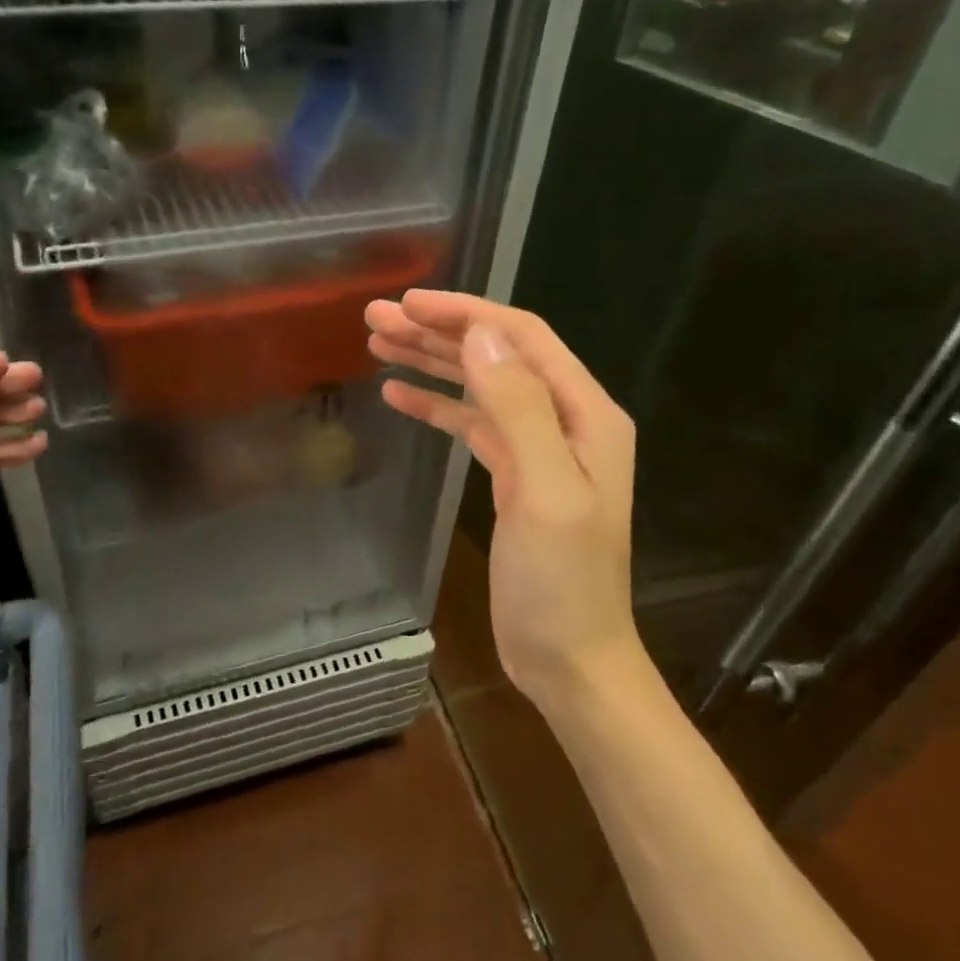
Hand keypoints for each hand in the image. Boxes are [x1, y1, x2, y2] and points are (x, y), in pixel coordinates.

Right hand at [366, 291, 643, 707]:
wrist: (570, 658)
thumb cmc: (562, 583)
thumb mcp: (545, 492)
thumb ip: (519, 409)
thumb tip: (480, 336)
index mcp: (584, 413)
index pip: (520, 339)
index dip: (465, 313)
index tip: (408, 302)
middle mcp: (563, 420)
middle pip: (495, 356)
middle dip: (438, 332)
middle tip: (376, 318)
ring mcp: (538, 448)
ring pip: (479, 387)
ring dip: (432, 362)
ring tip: (377, 344)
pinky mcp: (513, 476)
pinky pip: (472, 425)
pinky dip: (436, 406)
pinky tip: (398, 395)